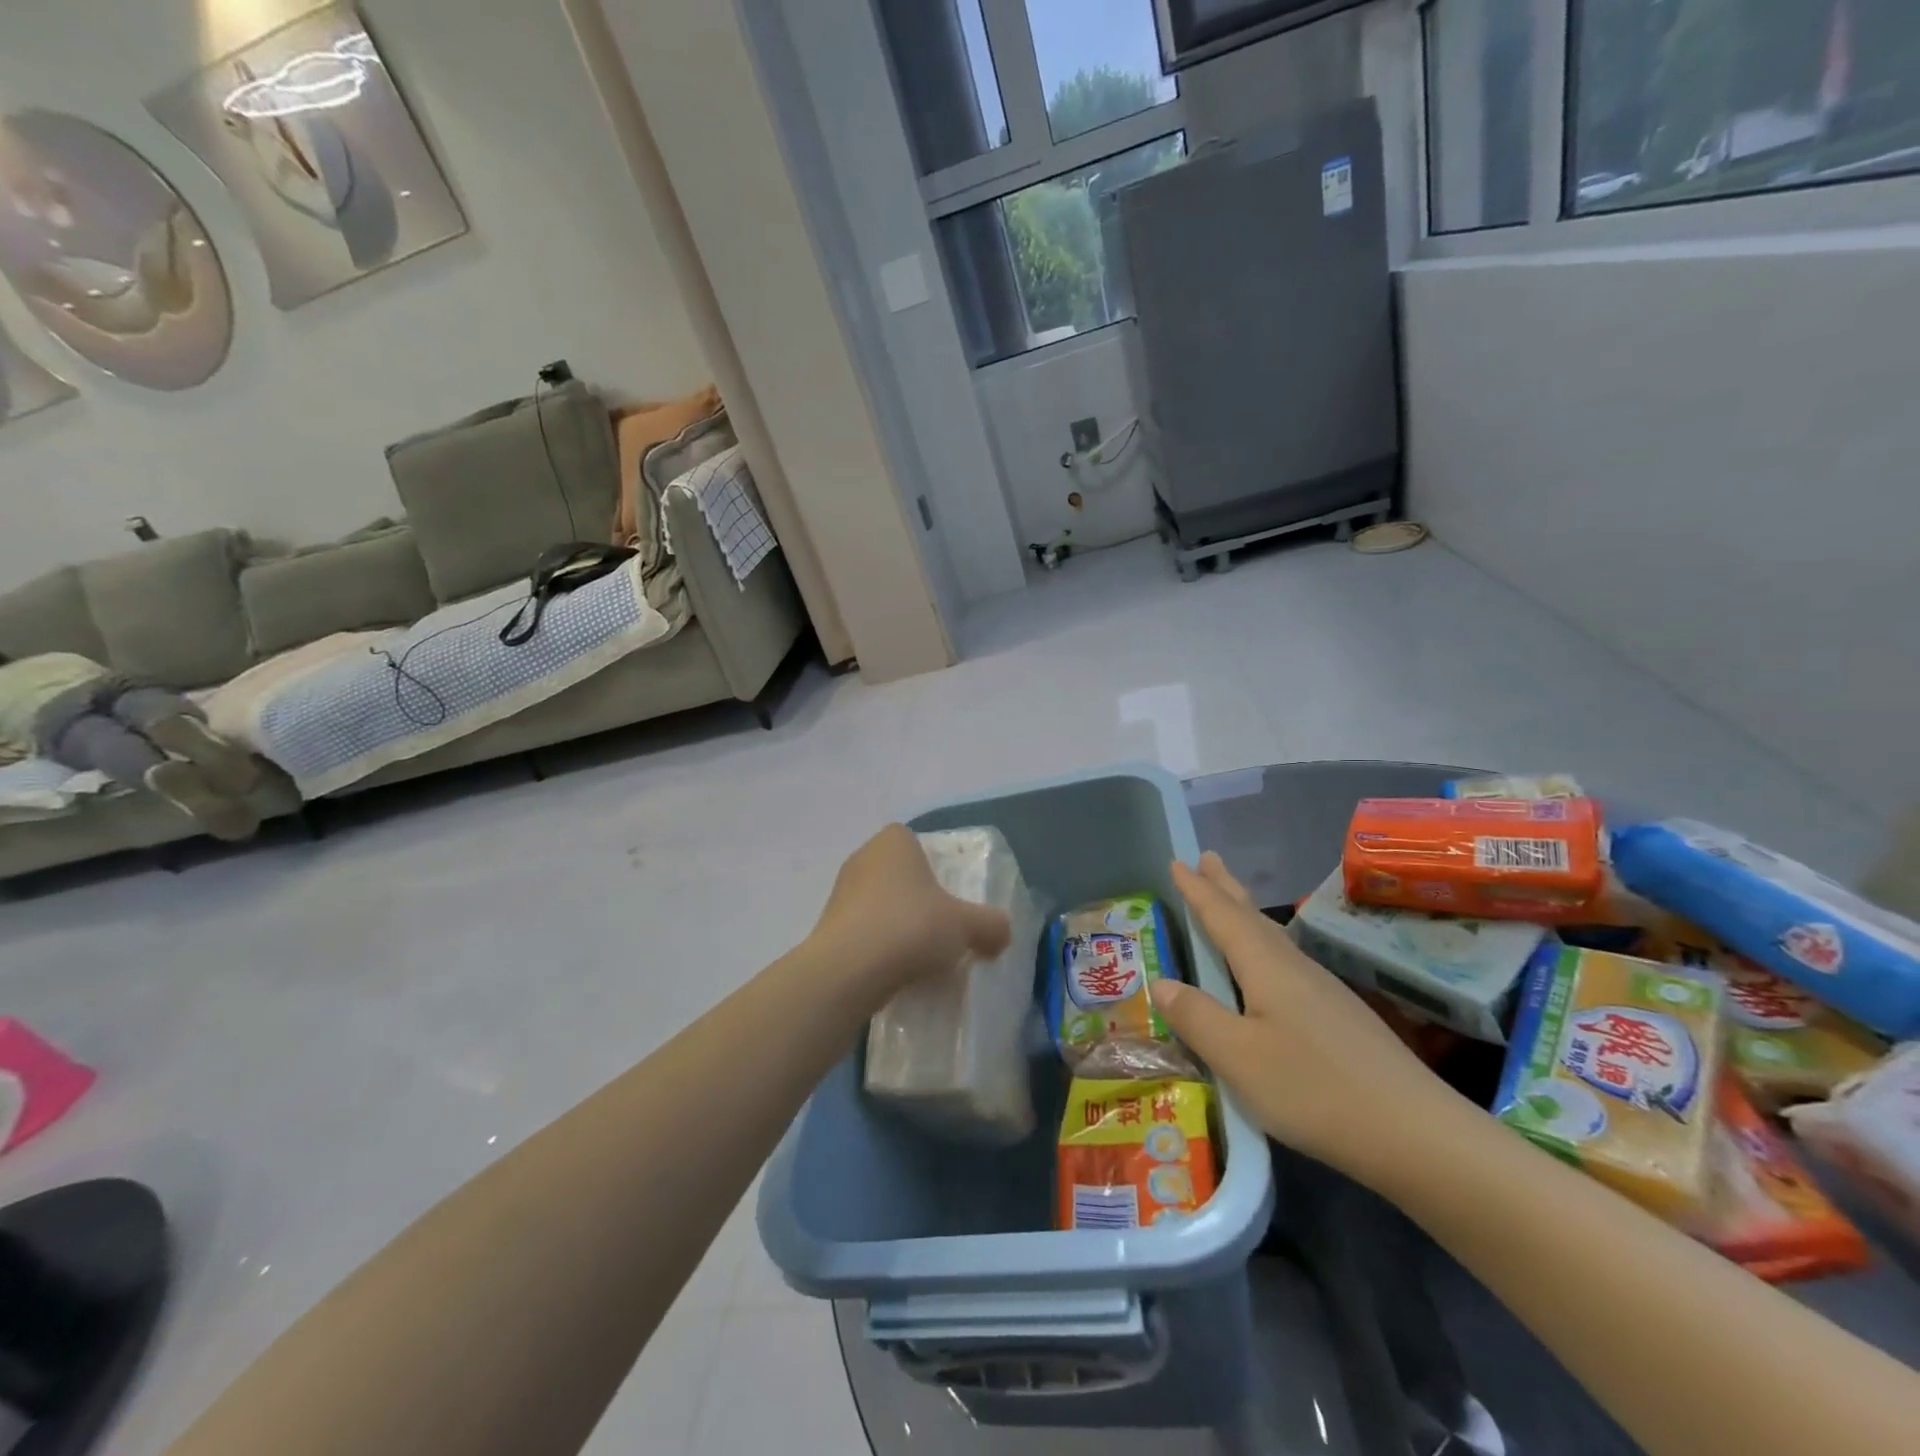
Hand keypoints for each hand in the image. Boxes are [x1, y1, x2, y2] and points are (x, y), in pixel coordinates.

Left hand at [810, 825, 1012, 1003]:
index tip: (951, 895)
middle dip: (918, 900)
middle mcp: (863, 859)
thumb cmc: (910, 927)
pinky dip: (879, 948)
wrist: (848, 972)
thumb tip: (1002, 933)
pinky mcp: (828, 929)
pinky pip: (863, 933)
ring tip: (922, 956)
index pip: (916, 842)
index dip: (936, 866)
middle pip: (899, 875)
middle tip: (943, 927)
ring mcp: (840, 894)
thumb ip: (991, 925)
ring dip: (898, 925)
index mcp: (894, 842)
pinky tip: (896, 972)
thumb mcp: (966, 925)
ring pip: (879, 905)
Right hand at [1150, 853, 1467, 1189]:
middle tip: (1207, 858)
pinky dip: (1265, 948)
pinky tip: (1269, 970)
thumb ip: (1197, 1018)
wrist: (1417, 1134)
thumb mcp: (1239, 1057)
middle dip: (1225, 888)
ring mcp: (1323, 992)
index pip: (1223, 917)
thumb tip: (1161, 983)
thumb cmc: (1314, 1089)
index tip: (1177, 861)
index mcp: (1267, 967)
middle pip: (1253, 918)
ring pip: (1274, 939)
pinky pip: (1287, 964)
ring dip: (1246, 915)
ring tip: (1230, 902)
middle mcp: (1295, 968)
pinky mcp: (1340, 1019)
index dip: (1197, 891)